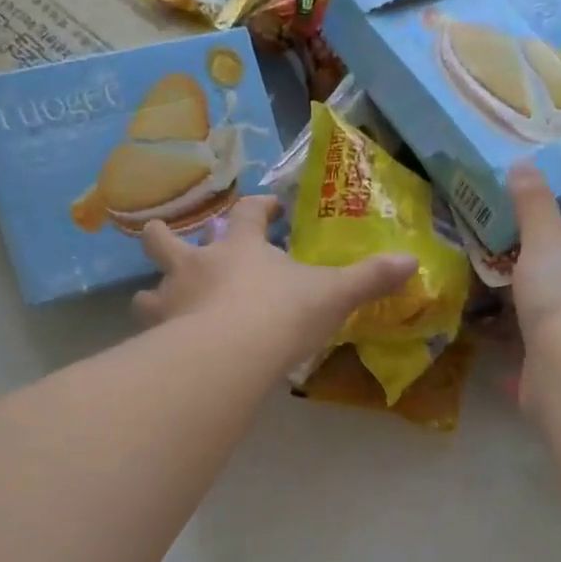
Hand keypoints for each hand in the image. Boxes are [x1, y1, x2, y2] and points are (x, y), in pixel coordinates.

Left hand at [133, 197, 417, 369]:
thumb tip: (412, 261)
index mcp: (240, 248)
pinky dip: (154, 340)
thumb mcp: (334, 294)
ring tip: (156, 301)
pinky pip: (149, 335)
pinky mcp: (159, 337)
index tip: (267, 207)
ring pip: (148, 290)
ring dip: (152, 294)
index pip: (246, 214)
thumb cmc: (283, 314)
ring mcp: (172, 300)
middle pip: (166, 239)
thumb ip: (369, 278)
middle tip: (162, 235)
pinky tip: (160, 352)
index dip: (257, 208)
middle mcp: (197, 266)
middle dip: (163, 235)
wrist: (233, 353)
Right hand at [508, 165, 560, 409]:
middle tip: (496, 285)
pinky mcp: (550, 385)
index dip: (551, 255)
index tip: (522, 251)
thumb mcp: (545, 240)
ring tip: (486, 320)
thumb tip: (522, 161)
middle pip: (558, 299)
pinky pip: (527, 371)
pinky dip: (512, 368)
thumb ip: (533, 207)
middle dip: (533, 294)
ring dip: (522, 330)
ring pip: (544, 336)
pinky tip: (493, 364)